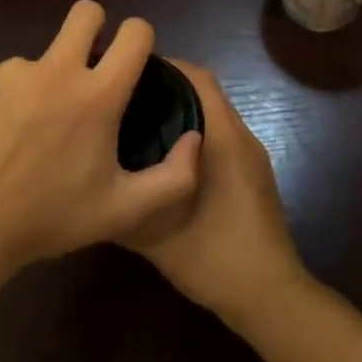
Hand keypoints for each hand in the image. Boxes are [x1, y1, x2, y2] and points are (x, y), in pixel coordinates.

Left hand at [0, 0, 202, 271]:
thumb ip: (174, 178)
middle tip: (90, 64)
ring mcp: (15, 71)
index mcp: (99, 94)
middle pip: (86, 12)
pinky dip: (14, 94)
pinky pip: (8, 74)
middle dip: (95, 26)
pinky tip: (4, 132)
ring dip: (49, 76)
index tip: (134, 58)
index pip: (135, 32)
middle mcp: (58, 69)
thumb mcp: (123, 210)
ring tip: (36, 126)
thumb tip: (193, 139)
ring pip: (44, 53)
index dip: (140, 37)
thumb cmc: (51, 216)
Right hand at [121, 61, 310, 326]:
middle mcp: (241, 138)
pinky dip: (193, 135)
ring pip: (213, 116)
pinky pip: (220, 138)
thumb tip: (93, 181)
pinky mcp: (252, 176)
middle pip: (205, 92)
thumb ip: (124, 200)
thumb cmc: (214, 256)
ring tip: (137, 122)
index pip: (198, 78)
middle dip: (168, 88)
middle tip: (124, 97)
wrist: (268, 295)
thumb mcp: (155, 232)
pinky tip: (163, 159)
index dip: (166, 66)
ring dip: (181, 112)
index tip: (127, 71)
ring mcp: (251, 158)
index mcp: (223, 139)